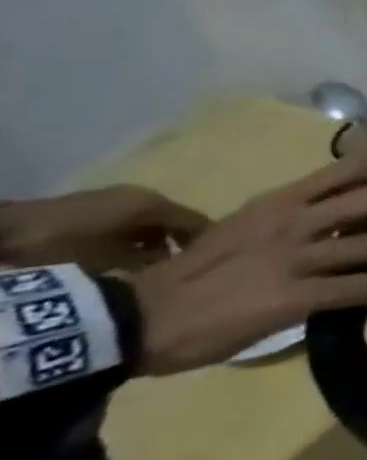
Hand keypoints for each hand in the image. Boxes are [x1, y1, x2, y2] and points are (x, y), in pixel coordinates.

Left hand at [0, 185, 209, 271]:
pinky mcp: (91, 205)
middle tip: (177, 265)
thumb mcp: (111, 260)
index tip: (208, 262)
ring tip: (147, 264)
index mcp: (154, 203)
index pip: (196, 221)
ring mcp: (114, 197)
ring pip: (147, 220)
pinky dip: (130, 236)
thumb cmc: (65, 246)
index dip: (206, 241)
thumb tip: (171, 263)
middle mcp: (142, 194)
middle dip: (175, 241)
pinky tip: (120, 254)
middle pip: (172, 219)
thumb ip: (148, 260)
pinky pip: (126, 220)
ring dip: (150, 239)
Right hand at [129, 153, 366, 375]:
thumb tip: (341, 220)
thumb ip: (292, 218)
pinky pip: (364, 288)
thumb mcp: (243, 228)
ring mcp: (296, 259)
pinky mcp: (296, 297)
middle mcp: (294, 222)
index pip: (351, 168)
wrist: (134, 320)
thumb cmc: (189, 276)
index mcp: (281, 202)